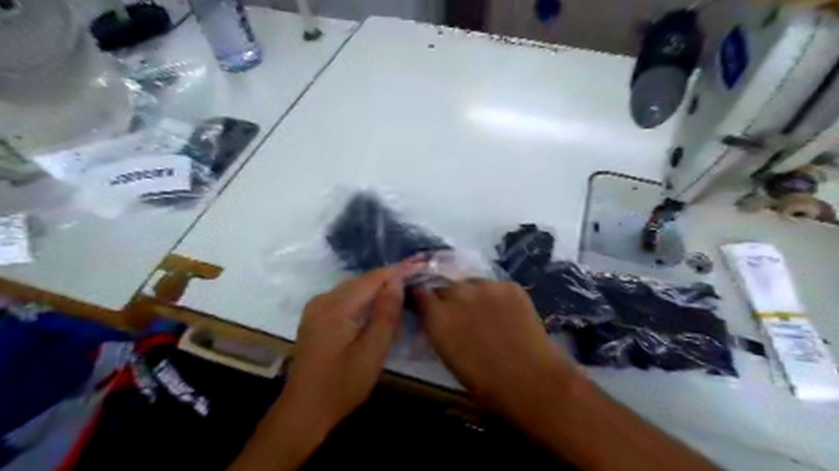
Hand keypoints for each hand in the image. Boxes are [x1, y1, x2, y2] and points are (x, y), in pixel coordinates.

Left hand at [281, 262, 421, 433]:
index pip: (373, 278)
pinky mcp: (315, 317)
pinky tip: (377, 302)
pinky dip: (364, 296)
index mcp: (336, 306)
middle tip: (416, 274)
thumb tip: (397, 280)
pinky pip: (344, 297)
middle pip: (362, 280)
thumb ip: (386, 313)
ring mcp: (316, 308)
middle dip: (389, 276)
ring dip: (377, 286)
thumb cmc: (342, 384)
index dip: (398, 270)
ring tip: (402, 285)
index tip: (420, 263)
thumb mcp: (372, 350)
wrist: (304, 411)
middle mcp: (323, 299)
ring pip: (353, 288)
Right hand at [414, 281, 585, 412]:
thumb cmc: (484, 381)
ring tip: (488, 313)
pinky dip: (498, 297)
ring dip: (475, 295)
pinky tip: (508, 314)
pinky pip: (497, 287)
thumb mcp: (448, 355)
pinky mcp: (509, 286)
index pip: (421, 293)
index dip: (425, 299)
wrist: (530, 379)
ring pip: (473, 284)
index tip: (430, 305)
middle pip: (448, 286)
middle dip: (451, 297)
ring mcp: (485, 286)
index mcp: (438, 316)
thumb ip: (438, 328)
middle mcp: (458, 294)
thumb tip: (436, 316)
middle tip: (463, 313)